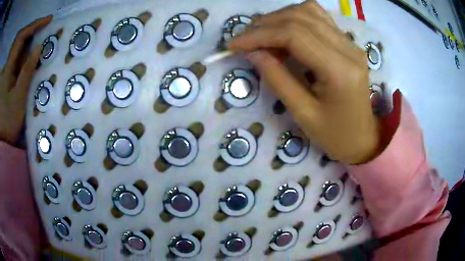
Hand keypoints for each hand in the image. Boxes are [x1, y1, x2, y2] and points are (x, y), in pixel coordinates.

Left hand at [0, 15, 51, 144]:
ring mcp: (7, 70)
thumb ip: (26, 73)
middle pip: (21, 40)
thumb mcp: (17, 99)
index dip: (35, 25)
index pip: (22, 35)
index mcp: (9, 65)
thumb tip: (38, 49)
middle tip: (45, 32)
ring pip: (18, 51)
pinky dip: (22, 58)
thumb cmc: (6, 121)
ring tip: (40, 45)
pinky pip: (15, 61)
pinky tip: (29, 60)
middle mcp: (8, 63)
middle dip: (32, 33)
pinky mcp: (6, 77)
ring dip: (28, 46)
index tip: (49, 19)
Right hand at [228, 1, 379, 163]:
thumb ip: (277, 78)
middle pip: (300, 18)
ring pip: (309, 11)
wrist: (363, 138)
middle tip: (245, 40)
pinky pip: (319, 18)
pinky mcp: (348, 43)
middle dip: (265, 24)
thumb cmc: (335, 135)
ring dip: (279, 18)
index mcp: (340, 71)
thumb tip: (252, 52)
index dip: (260, 35)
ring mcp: (351, 43)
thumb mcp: (303, 114)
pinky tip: (285, 32)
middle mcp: (348, 49)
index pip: (294, 35)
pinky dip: (296, 19)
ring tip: (263, 36)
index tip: (234, 44)